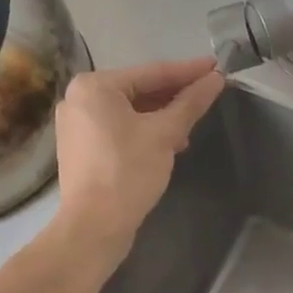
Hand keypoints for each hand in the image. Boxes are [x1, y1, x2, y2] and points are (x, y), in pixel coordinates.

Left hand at [53, 58, 224, 254]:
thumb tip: (216, 79)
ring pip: (129, 111)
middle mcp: (79, 98)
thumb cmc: (128, 172)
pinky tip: (168, 142)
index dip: (188, 71)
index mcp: (94, 86)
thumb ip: (190, 103)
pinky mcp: (81, 148)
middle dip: (174, 95)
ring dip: (161, 116)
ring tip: (191, 125)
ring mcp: (76, 124)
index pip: (151, 73)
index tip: (216, 66)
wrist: (95, 225)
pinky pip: (119, 128)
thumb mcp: (165, 134)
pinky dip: (144, 131)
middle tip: (208, 94)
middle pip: (138, 90)